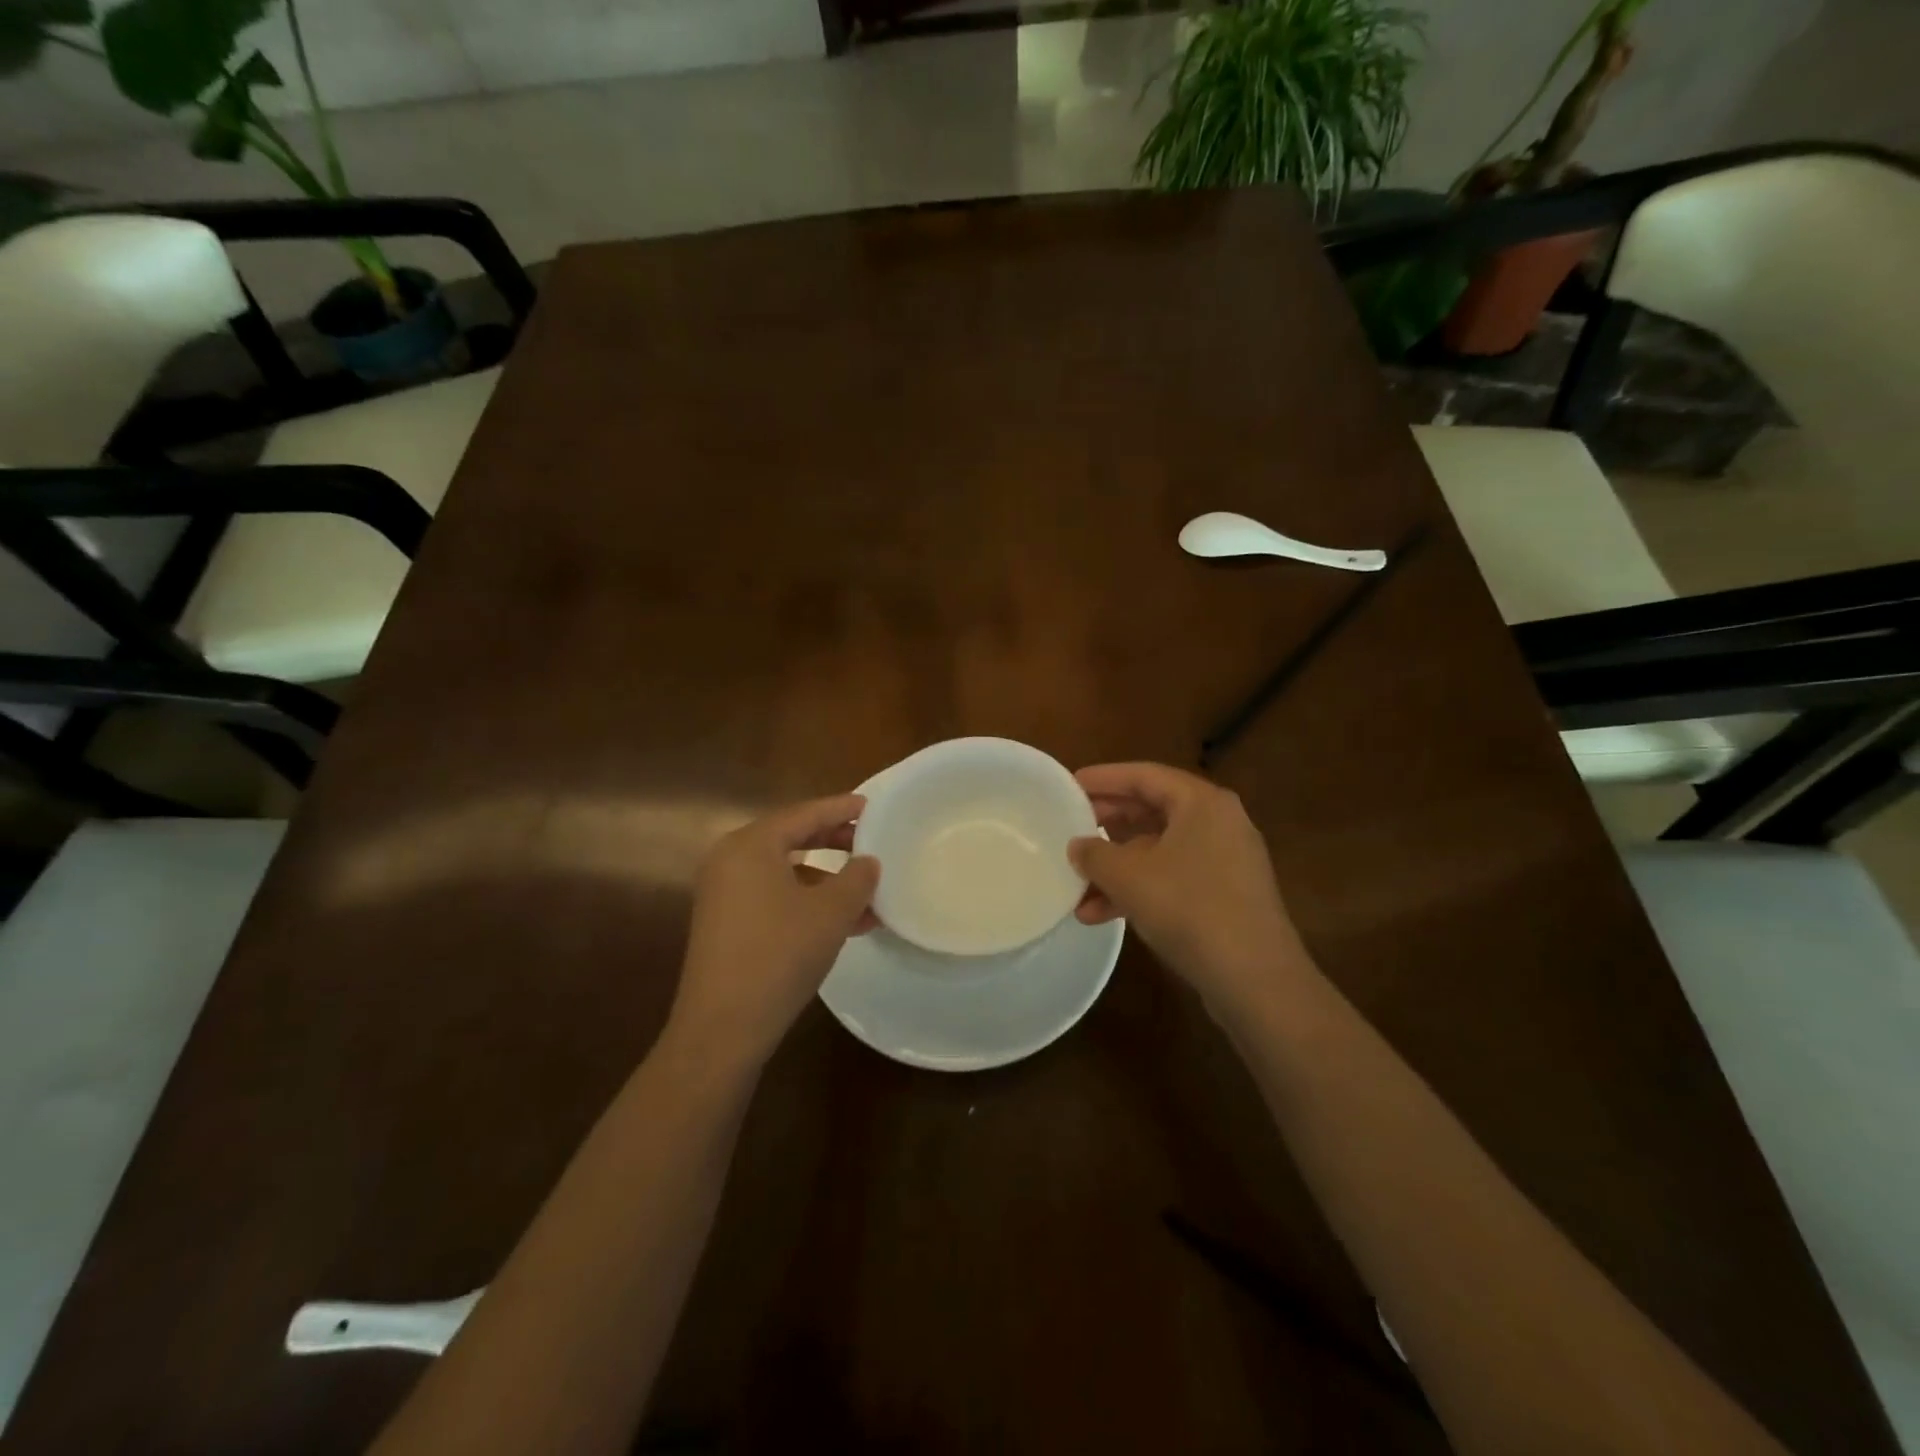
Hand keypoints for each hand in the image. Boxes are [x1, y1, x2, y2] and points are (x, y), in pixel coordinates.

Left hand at [669, 794, 879, 1067]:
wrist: (723, 1027)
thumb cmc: (780, 955)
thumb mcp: (831, 913)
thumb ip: (857, 879)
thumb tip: (868, 862)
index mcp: (751, 845)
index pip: (804, 814)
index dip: (841, 809)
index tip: (872, 806)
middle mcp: (730, 860)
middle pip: (791, 838)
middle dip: (834, 841)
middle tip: (871, 842)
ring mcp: (723, 893)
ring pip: (785, 871)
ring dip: (827, 879)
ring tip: (867, 895)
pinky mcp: (725, 923)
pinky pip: (773, 895)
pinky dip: (807, 901)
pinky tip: (842, 923)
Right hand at [1070, 763, 1311, 1022]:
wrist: (1255, 979)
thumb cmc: (1189, 908)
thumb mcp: (1128, 876)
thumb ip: (1094, 854)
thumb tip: (1077, 846)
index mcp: (1202, 802)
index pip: (1144, 775)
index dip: (1103, 778)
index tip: (1070, 784)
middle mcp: (1218, 823)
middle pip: (1152, 810)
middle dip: (1107, 823)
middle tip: (1071, 826)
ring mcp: (1225, 861)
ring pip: (1158, 851)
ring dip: (1117, 867)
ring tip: (1077, 885)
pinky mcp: (1225, 896)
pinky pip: (1172, 878)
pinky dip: (1138, 890)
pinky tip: (1100, 915)